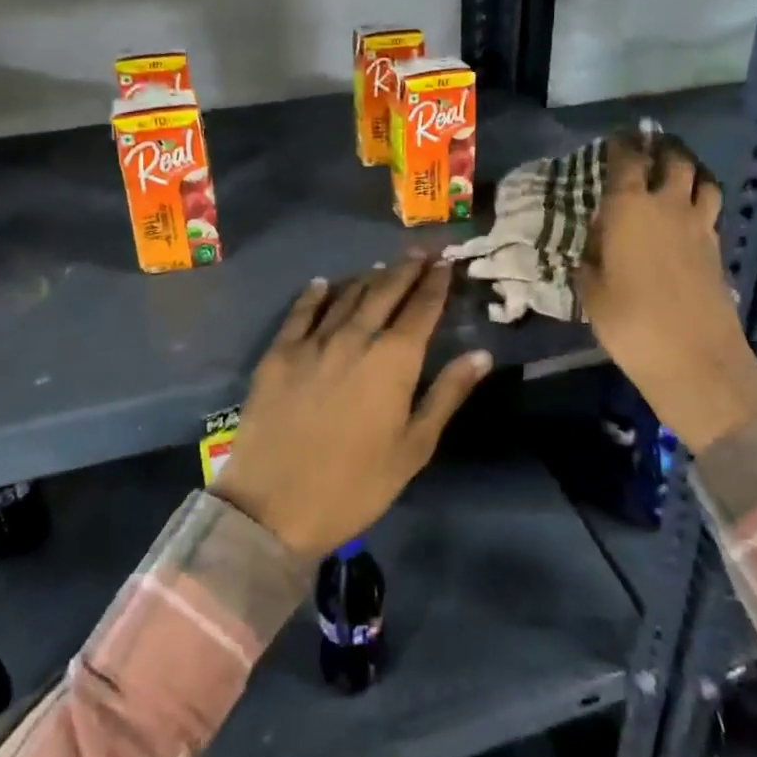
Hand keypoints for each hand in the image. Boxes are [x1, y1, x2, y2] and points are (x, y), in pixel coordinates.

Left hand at [211, 255, 491, 559]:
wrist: (274, 506)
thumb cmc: (356, 485)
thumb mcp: (413, 447)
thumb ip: (447, 394)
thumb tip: (482, 354)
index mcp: (394, 360)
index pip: (421, 308)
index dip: (436, 283)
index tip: (447, 263)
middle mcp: (355, 337)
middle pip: (385, 291)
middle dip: (406, 268)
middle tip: (420, 251)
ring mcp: (313, 342)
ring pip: (346, 296)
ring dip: (368, 278)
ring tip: (382, 266)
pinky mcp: (278, 353)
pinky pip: (300, 312)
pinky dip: (316, 294)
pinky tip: (323, 283)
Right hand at [578, 129, 756, 452]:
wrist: (695, 359)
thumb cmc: (629, 322)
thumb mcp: (591, 291)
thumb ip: (591, 258)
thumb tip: (595, 241)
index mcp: (631, 209)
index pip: (627, 161)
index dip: (621, 145)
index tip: (615, 139)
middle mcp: (669, 207)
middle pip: (674, 161)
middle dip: (661, 149)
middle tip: (650, 146)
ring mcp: (700, 227)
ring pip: (703, 181)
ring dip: (689, 172)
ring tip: (676, 174)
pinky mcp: (717, 250)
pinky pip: (710, 212)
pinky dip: (699, 203)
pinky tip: (687, 217)